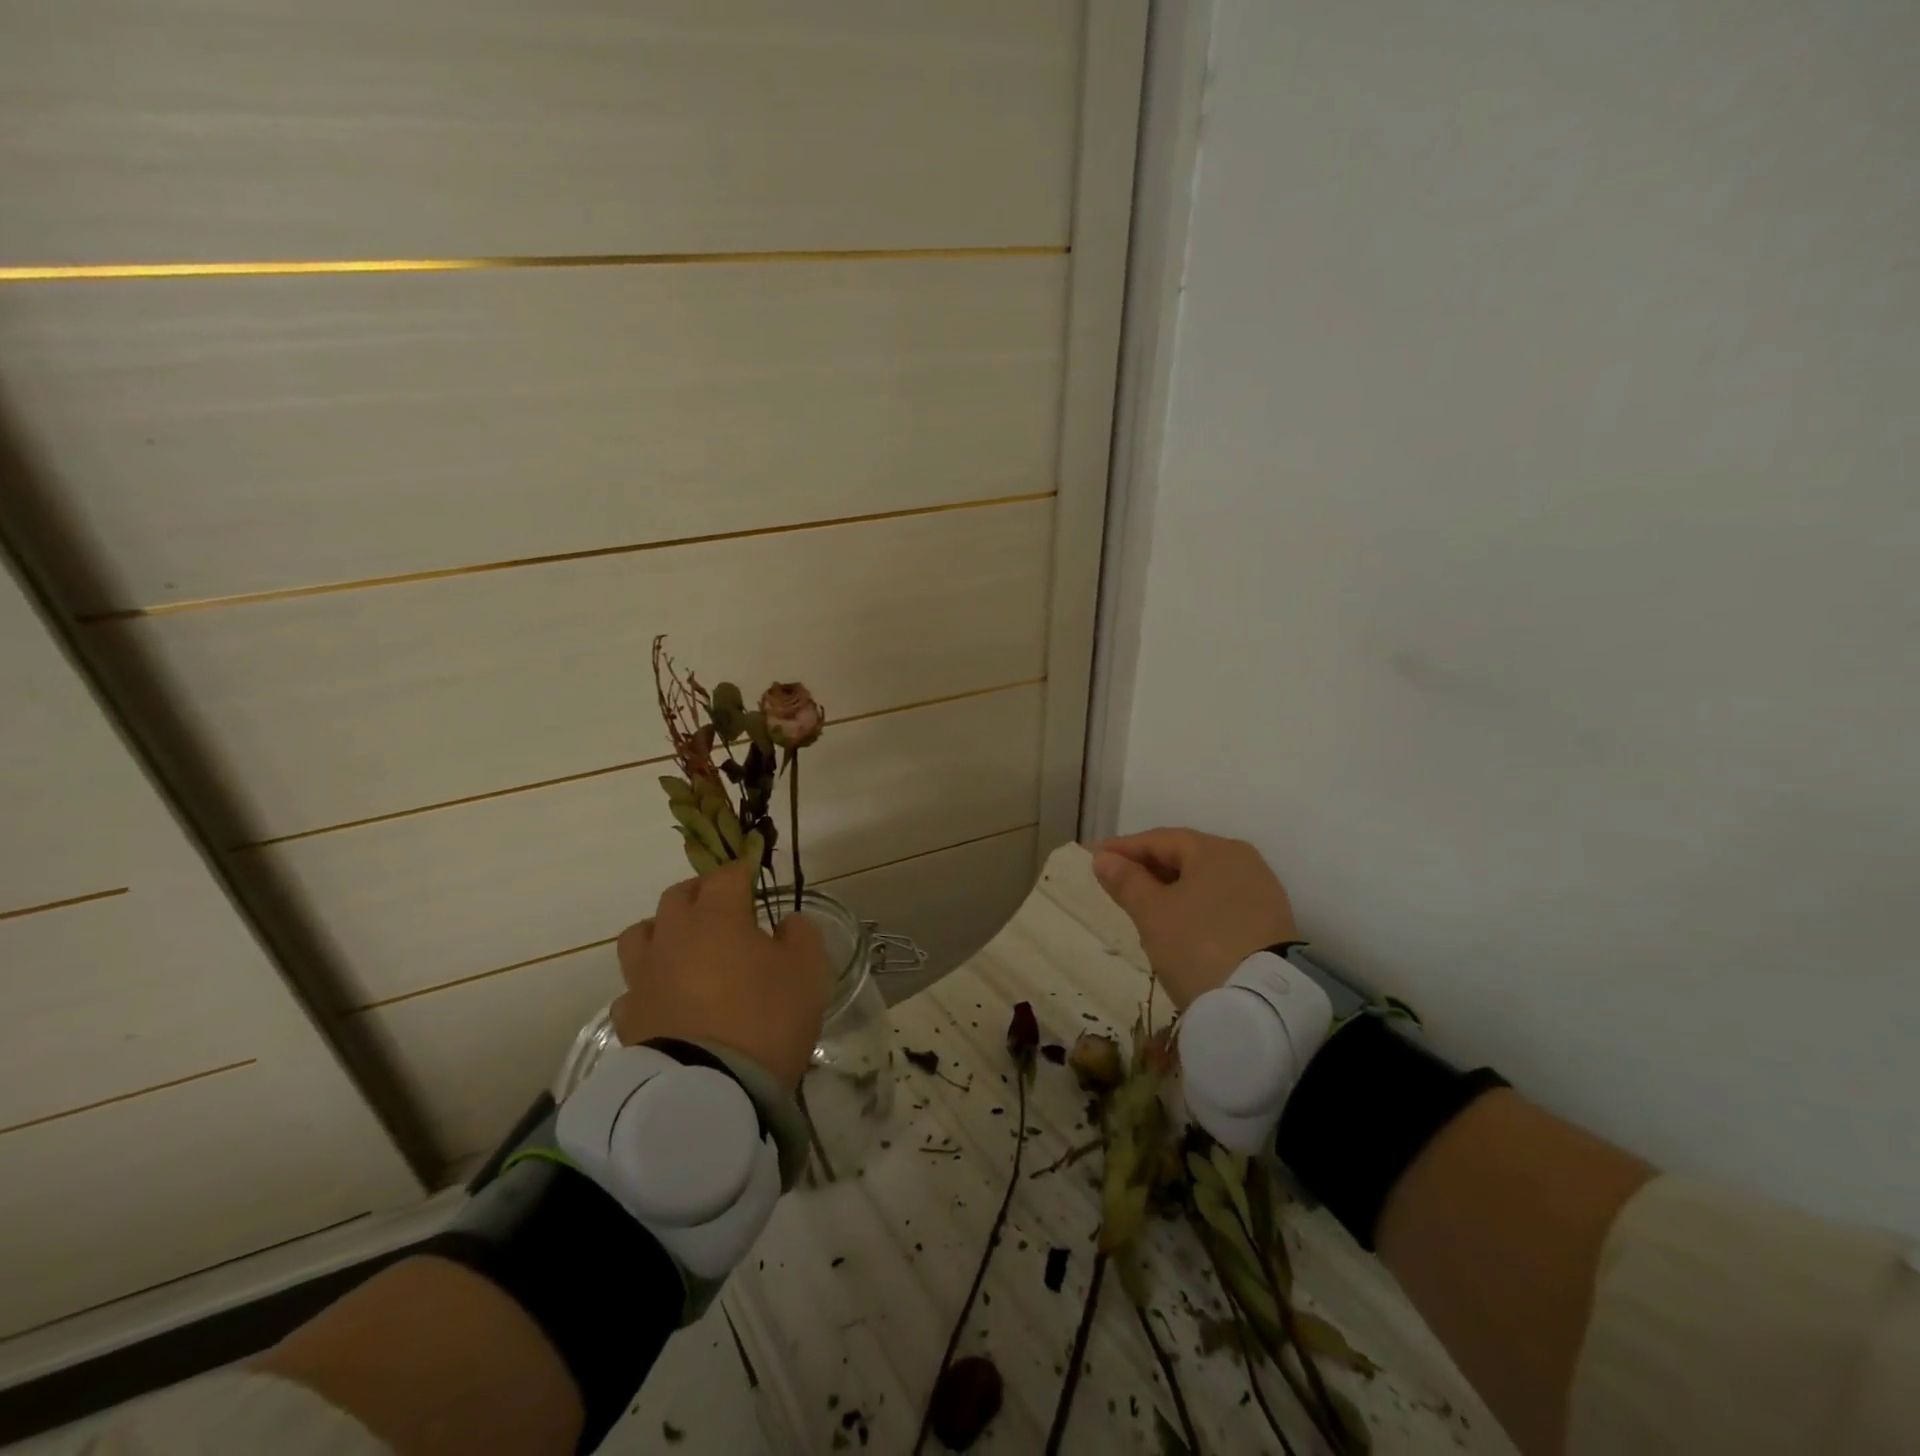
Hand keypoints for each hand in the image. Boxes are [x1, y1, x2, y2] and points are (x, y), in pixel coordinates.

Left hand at [611, 861, 830, 1089]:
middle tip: (722, 907)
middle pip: (678, 896)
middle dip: (700, 893)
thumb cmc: (766, 1019)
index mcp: (716, 916)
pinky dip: (649, 984)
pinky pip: (633, 987)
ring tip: (683, 947)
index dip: (742, 870)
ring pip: (640, 934)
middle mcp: (673, 936)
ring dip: (662, 931)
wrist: (710, 1091)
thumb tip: (786, 923)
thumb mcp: (809, 971)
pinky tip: (666, 998)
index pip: (726, 875)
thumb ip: (801, 935)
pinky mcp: (628, 1016)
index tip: (753, 875)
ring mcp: (643, 976)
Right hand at [1092, 828, 1299, 1010]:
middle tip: (1117, 881)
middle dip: (1148, 867)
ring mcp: (1261, 892)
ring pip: (1204, 881)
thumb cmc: (1198, 945)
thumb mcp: (1152, 913)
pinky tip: (1179, 924)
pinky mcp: (1270, 923)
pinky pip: (1220, 903)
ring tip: (1143, 905)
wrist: (1264, 1004)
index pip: (1160, 839)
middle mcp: (1243, 861)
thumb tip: (1105, 857)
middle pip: (1185, 856)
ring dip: (1171, 888)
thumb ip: (1126, 881)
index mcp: (1215, 850)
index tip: (1096, 857)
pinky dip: (1194, 907)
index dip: (1125, 848)